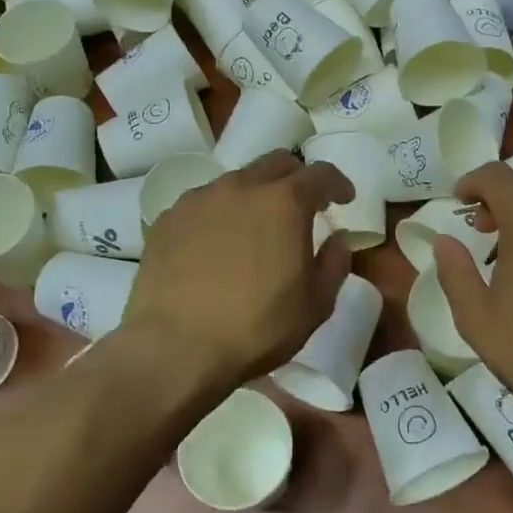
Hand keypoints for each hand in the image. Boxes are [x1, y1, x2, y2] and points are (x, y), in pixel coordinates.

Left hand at [122, 152, 353, 398]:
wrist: (175, 348)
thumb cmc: (257, 327)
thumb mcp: (316, 304)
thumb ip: (335, 263)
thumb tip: (338, 239)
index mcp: (284, 202)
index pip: (320, 174)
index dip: (337, 183)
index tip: (344, 199)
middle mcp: (241, 187)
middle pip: (276, 163)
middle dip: (296, 178)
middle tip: (303, 206)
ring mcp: (199, 199)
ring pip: (236, 181)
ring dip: (255, 195)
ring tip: (255, 228)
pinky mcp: (168, 219)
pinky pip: (203, 204)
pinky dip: (220, 215)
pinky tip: (216, 246)